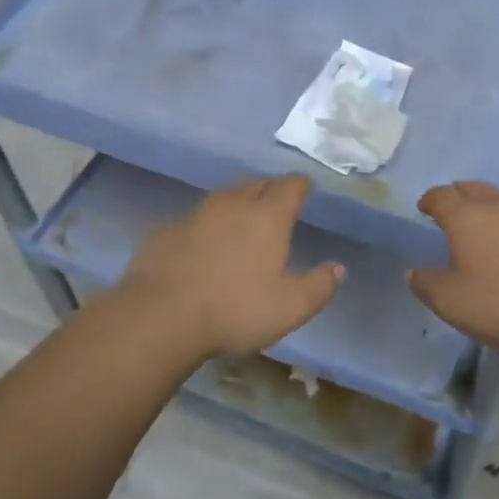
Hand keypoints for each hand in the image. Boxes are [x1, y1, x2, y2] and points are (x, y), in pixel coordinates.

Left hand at [115, 176, 342, 357]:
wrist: (160, 315)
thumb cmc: (235, 310)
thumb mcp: (290, 308)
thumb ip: (319, 286)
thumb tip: (338, 268)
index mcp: (267, 216)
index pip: (290, 186)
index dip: (300, 186)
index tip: (305, 189)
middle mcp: (233, 204)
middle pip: (256, 183)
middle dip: (269, 189)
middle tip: (276, 203)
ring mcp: (195, 214)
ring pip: (223, 197)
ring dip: (237, 203)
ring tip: (242, 220)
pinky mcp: (166, 230)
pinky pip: (194, 219)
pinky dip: (205, 226)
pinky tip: (202, 245)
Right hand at [408, 181, 498, 353]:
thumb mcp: (450, 302)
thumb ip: (426, 284)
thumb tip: (413, 272)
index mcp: (465, 217)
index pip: (440, 195)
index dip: (429, 200)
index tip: (424, 208)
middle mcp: (497, 205)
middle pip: (471, 188)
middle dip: (458, 195)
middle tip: (452, 210)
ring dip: (488, 206)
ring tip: (484, 225)